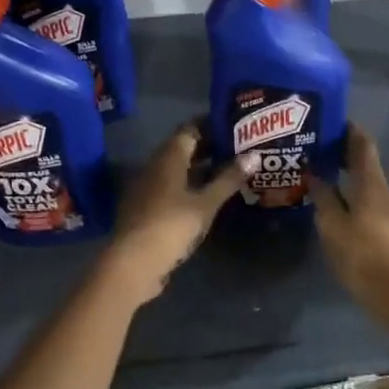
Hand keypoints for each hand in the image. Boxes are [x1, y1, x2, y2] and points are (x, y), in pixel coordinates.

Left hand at [105, 122, 250, 300]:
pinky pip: (172, 186)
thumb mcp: (206, 203)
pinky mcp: (147, 207)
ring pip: (178, 169)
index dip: (211, 124)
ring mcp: (148, 187)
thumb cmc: (172, 226)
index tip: (234, 125)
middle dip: (210, 146)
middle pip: (184, 148)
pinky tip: (208, 196)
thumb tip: (254, 155)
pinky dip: (191, 185)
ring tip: (230, 170)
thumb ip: (229, 179)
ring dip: (201, 168)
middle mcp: (155, 165)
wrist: (133, 263)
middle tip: (239, 147)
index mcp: (168, 157)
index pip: (190, 128)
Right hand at [308, 126, 388, 329]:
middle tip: (315, 143)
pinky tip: (332, 198)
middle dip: (343, 150)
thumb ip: (323, 197)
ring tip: (318, 168)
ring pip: (364, 181)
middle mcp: (382, 192)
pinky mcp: (385, 229)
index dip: (349, 129)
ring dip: (345, 171)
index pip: (363, 145)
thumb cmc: (363, 256)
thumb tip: (314, 172)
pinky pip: (365, 198)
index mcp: (371, 185)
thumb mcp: (333, 226)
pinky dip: (349, 190)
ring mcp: (386, 211)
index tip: (330, 119)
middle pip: (365, 162)